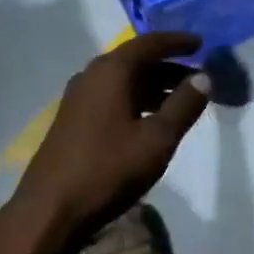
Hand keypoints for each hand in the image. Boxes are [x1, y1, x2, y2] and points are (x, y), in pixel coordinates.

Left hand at [2, 33, 212, 253]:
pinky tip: (151, 121)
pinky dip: (136, 99)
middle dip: (169, 66)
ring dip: (154, 85)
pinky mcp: (73, 119)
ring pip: (124, 80)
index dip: (177, 42)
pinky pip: (112, 96)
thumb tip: (204, 76)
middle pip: (137, 60)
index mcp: (112, 70)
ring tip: (182, 100)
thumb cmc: (108, 169)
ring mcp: (79, 97)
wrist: (49, 211)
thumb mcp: (157, 140)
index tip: (201, 43)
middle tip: (199, 76)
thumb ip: (184, 105)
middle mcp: (92, 75)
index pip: (150, 43)